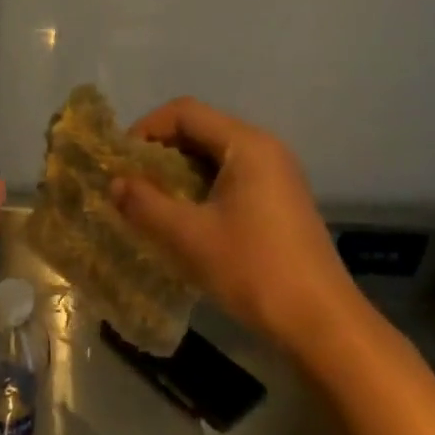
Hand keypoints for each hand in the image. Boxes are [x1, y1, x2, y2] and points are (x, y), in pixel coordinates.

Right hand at [111, 98, 352, 350]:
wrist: (320, 322)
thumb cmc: (252, 269)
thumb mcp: (188, 237)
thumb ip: (144, 204)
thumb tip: (114, 183)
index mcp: (246, 145)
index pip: (185, 112)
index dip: (146, 128)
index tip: (120, 160)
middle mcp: (265, 149)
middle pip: (201, 129)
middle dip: (160, 151)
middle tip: (130, 182)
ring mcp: (277, 175)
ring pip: (214, 155)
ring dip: (178, 172)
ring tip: (150, 201)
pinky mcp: (280, 200)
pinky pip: (231, 177)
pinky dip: (200, 187)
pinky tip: (184, 219)